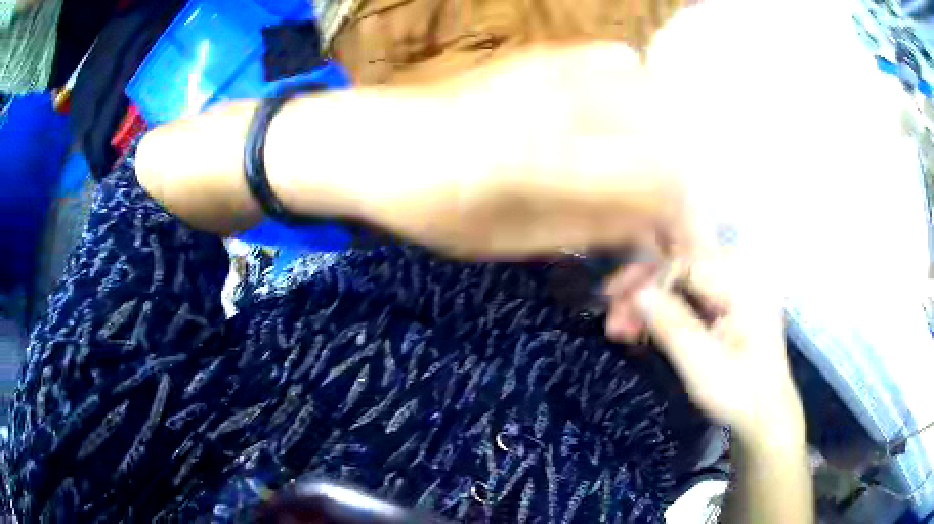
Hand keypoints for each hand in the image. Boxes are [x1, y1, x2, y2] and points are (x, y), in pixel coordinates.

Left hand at [350, 43, 700, 259]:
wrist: (375, 140)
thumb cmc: (426, 204)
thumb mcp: (507, 240)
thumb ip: (588, 228)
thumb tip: (649, 227)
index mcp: (547, 161)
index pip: (665, 185)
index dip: (682, 224)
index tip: (668, 252)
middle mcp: (564, 101)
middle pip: (673, 142)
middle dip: (679, 193)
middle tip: (653, 226)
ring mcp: (558, 66)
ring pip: (659, 103)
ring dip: (664, 149)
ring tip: (638, 182)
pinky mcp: (548, 52)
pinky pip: (623, 65)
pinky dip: (639, 102)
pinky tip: (616, 127)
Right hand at [604, 249, 804, 435]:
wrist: (764, 413)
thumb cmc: (739, 395)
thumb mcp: (704, 367)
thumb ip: (673, 327)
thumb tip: (637, 292)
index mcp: (745, 284)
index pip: (687, 263)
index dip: (648, 281)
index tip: (616, 306)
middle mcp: (742, 273)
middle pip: (682, 264)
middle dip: (644, 289)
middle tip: (613, 319)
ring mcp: (737, 285)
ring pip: (682, 277)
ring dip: (650, 300)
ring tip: (623, 328)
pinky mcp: (730, 299)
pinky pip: (690, 291)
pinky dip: (665, 308)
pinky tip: (645, 327)